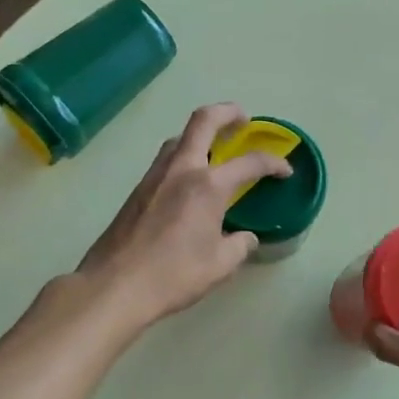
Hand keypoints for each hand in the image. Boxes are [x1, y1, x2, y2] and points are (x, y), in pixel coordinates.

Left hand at [77, 103, 290, 328]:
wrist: (114, 285)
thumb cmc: (173, 275)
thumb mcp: (219, 266)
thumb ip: (239, 246)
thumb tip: (245, 237)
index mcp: (208, 186)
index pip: (250, 163)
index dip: (273, 163)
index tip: (285, 170)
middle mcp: (181, 170)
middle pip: (203, 121)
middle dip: (227, 112)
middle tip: (243, 119)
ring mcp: (154, 176)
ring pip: (179, 138)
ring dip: (200, 133)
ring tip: (215, 148)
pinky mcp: (137, 190)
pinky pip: (166, 159)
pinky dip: (184, 156)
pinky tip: (189, 180)